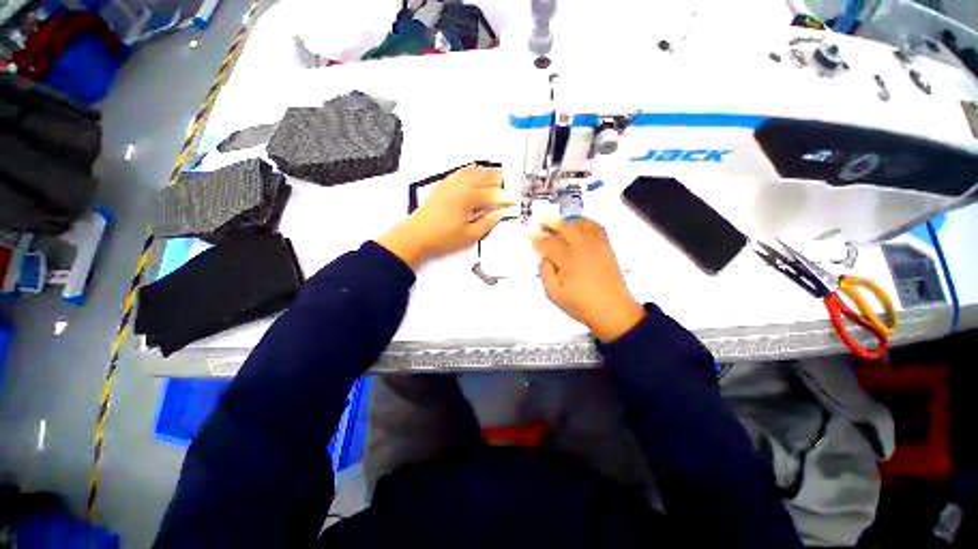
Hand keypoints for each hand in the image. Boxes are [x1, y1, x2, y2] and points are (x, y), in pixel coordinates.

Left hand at [377, 165, 514, 269]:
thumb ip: (486, 223)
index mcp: (468, 198)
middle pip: (483, 179)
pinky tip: (474, 169)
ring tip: (497, 173)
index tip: (514, 201)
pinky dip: (470, 170)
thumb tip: (498, 214)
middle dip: (498, 180)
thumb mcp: (469, 236)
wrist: (415, 236)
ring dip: (486, 172)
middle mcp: (460, 187)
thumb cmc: (442, 238)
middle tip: (510, 183)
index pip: (492, 196)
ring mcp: (450, 185)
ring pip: (472, 173)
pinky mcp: (442, 186)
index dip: (505, 199)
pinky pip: (459, 173)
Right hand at [531, 217, 645, 341]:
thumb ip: (545, 273)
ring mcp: (597, 246)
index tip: (530, 234)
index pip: (549, 244)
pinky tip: (580, 224)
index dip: (538, 238)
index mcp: (568, 260)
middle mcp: (582, 248)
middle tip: (542, 222)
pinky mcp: (607, 247)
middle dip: (552, 223)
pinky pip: (597, 228)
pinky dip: (587, 222)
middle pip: (565, 228)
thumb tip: (544, 257)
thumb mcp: (554, 294)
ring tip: (560, 222)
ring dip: (568, 220)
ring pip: (581, 224)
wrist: (612, 310)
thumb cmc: (580, 305)